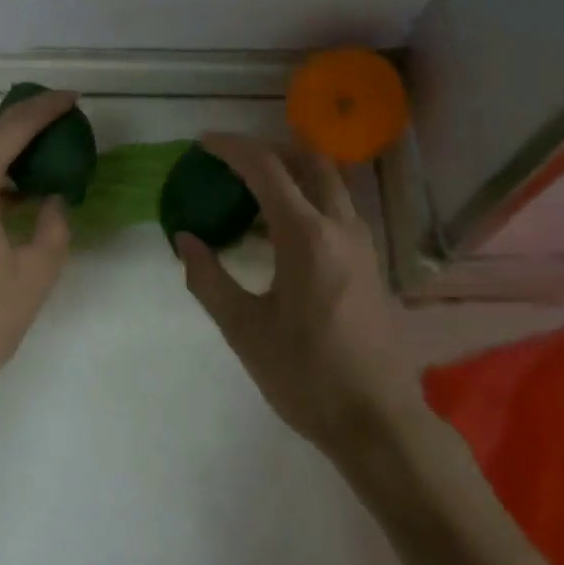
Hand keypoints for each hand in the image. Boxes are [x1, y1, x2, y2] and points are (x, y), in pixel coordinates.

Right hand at [176, 134, 420, 455]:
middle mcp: (341, 226)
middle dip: (267, 149)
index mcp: (307, 237)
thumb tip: (185, 239)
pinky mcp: (370, 262)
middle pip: (307, 160)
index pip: (266, 168)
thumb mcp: (245, 330)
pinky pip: (335, 209)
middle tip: (230, 161)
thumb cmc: (306, 376)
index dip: (232, 147)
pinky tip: (277, 232)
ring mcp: (362, 243)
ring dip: (289, 173)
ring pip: (327, 182)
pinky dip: (305, 199)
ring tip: (247, 194)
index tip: (203, 143)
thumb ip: (209, 279)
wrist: (378, 420)